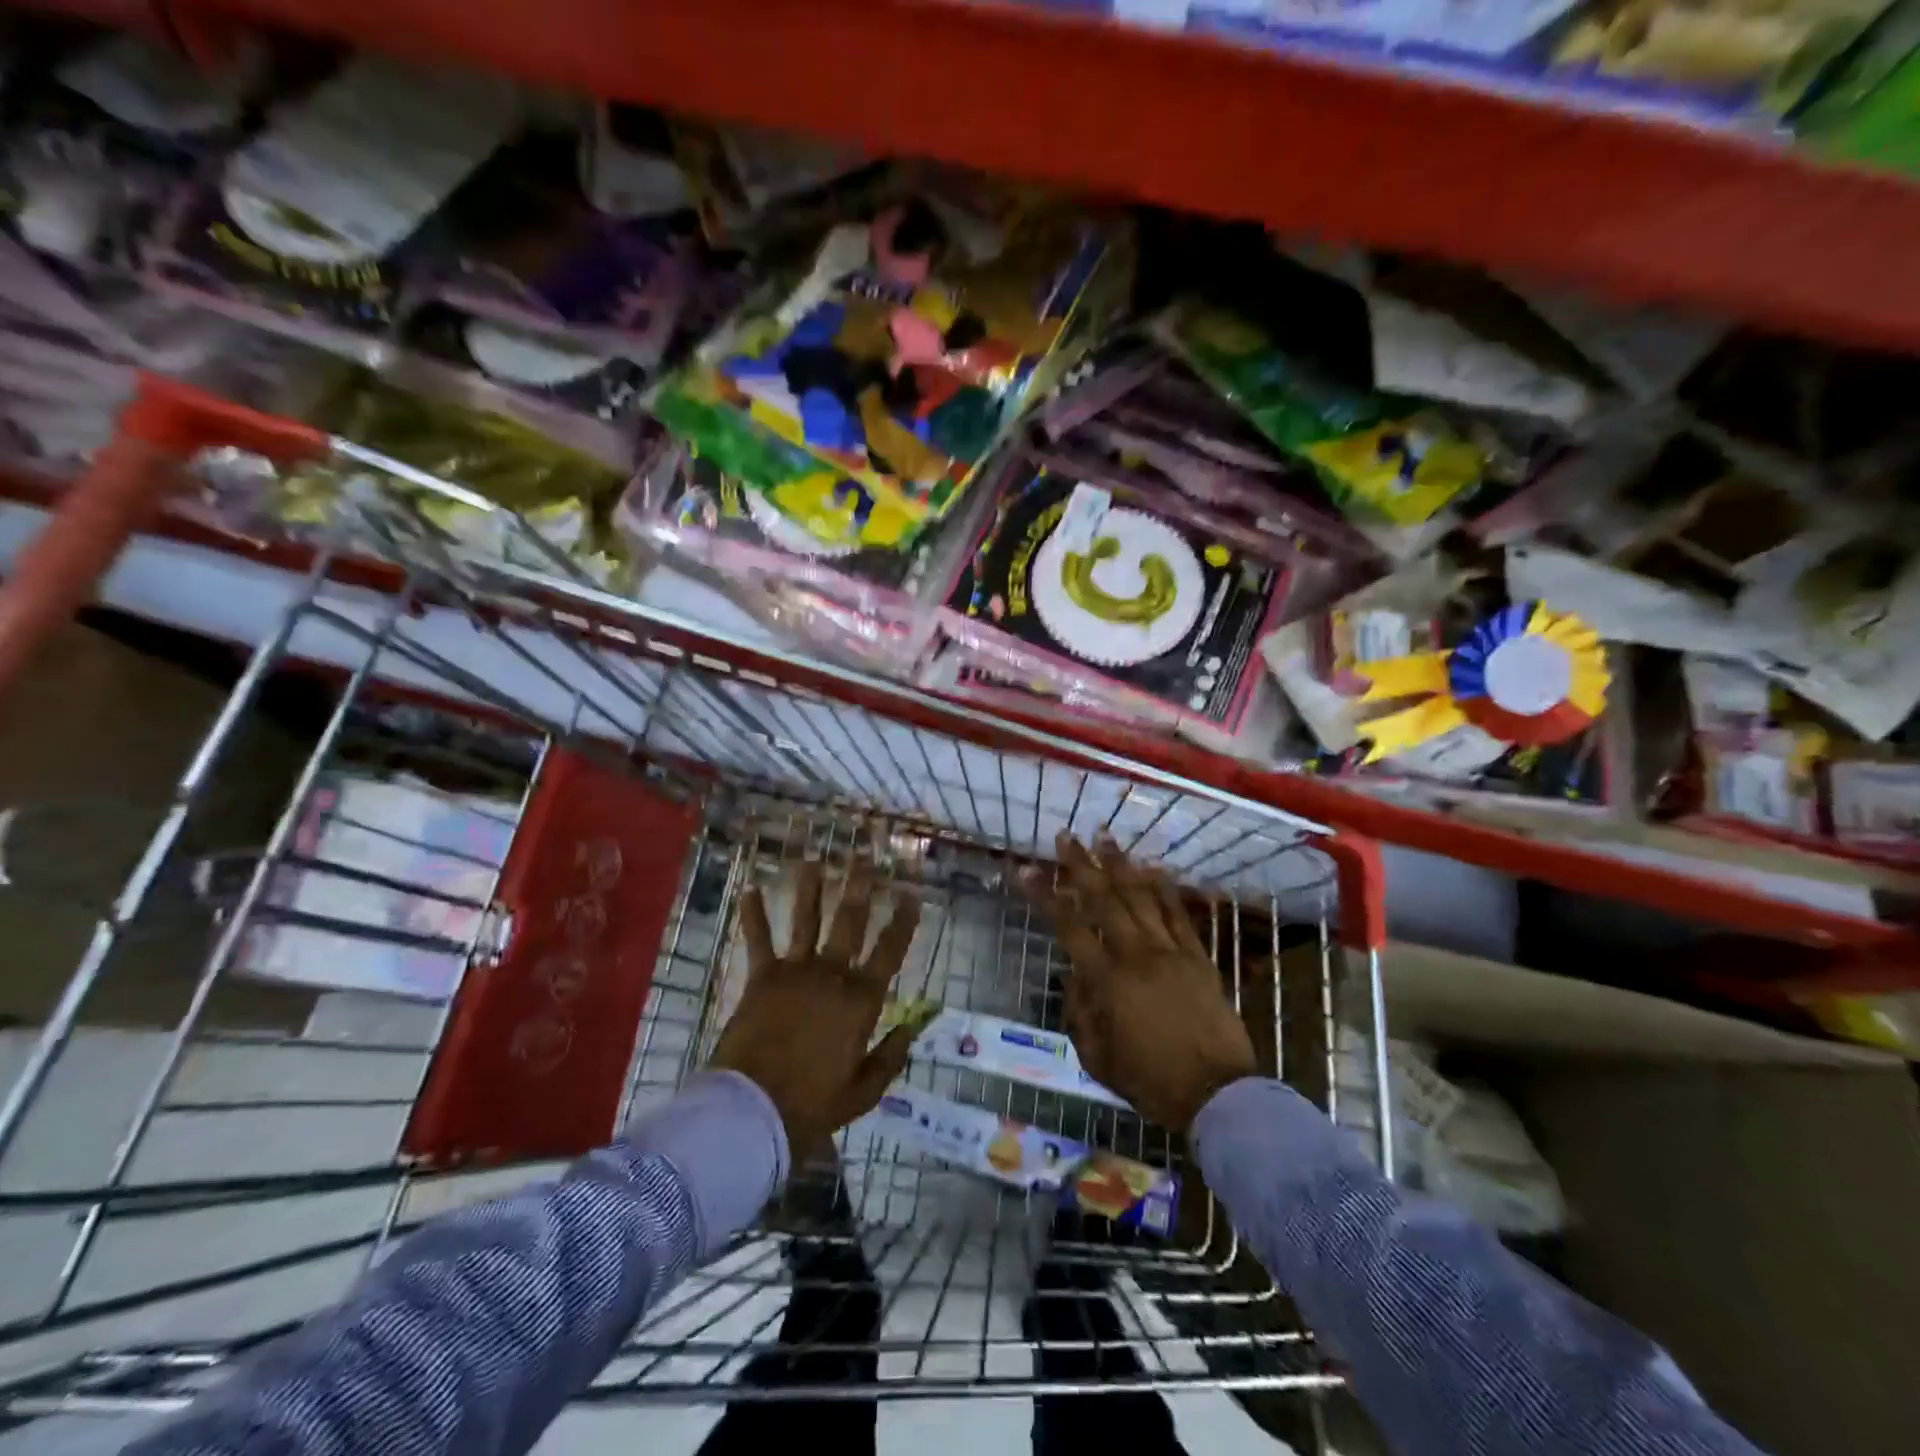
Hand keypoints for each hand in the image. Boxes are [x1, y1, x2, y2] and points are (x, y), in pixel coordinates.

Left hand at [709, 860, 921, 1154]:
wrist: (753, 1111)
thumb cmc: (812, 1105)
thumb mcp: (863, 1092)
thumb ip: (890, 1057)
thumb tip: (912, 1027)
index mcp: (861, 1000)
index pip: (890, 951)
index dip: (903, 921)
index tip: (911, 894)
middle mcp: (832, 974)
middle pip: (850, 921)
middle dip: (860, 886)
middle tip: (865, 858)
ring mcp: (796, 971)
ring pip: (807, 919)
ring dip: (810, 888)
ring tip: (814, 860)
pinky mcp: (762, 977)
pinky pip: (758, 940)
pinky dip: (753, 915)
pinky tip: (749, 889)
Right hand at [1023, 834, 1256, 1132]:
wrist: (1217, 1095)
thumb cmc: (1151, 1082)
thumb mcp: (1097, 1058)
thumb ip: (1080, 1013)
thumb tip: (1075, 976)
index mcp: (1107, 982)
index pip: (1069, 927)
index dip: (1046, 896)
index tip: (1026, 870)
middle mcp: (1137, 956)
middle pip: (1104, 900)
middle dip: (1081, 866)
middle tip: (1065, 837)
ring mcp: (1171, 953)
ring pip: (1142, 898)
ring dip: (1121, 865)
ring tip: (1104, 837)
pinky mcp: (1199, 958)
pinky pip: (1179, 915)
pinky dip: (1165, 889)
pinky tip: (1154, 866)